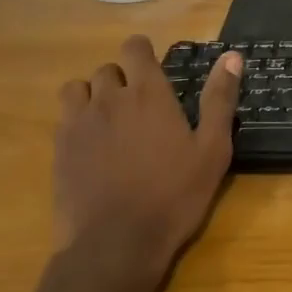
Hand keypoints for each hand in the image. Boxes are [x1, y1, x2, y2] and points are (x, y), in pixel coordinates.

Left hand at [52, 36, 242, 284]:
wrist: (117, 242)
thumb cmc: (174, 195)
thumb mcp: (212, 150)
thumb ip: (219, 99)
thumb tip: (232, 56)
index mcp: (149, 94)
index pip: (135, 48)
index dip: (143, 53)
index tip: (153, 70)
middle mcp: (110, 98)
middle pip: (108, 69)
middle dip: (122, 79)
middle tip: (139, 107)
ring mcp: (79, 122)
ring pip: (78, 88)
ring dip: (93, 95)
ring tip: (109, 120)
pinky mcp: (60, 148)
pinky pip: (64, 117)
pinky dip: (77, 121)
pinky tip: (92, 146)